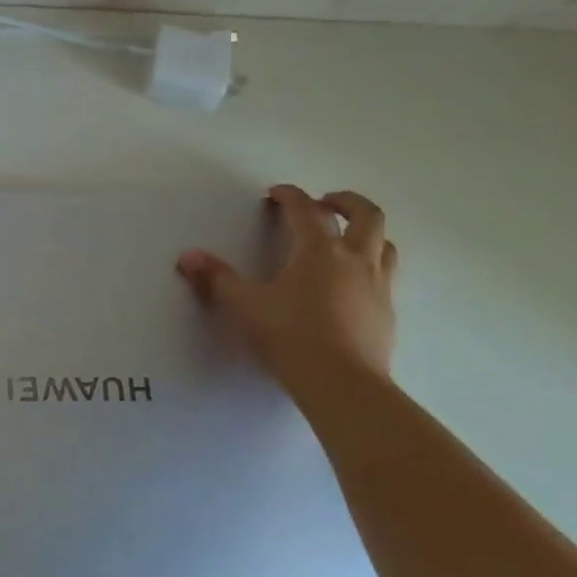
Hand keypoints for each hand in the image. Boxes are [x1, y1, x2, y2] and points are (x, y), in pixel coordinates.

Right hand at [176, 185, 397, 391]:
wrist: (342, 383)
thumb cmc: (290, 336)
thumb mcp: (245, 306)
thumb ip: (217, 279)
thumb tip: (188, 256)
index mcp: (319, 251)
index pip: (305, 210)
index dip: (290, 195)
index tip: (276, 193)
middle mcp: (355, 260)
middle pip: (366, 215)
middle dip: (346, 201)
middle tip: (326, 202)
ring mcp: (378, 286)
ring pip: (385, 244)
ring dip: (368, 234)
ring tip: (348, 239)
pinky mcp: (387, 313)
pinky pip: (386, 278)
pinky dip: (371, 269)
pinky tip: (354, 286)